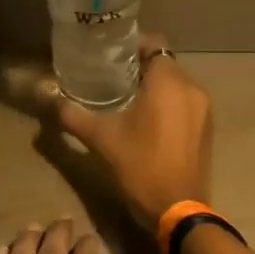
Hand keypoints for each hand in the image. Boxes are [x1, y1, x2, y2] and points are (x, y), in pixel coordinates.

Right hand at [55, 36, 213, 233]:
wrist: (178, 210)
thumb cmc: (139, 167)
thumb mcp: (100, 139)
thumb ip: (72, 115)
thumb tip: (47, 99)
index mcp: (169, 82)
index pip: (155, 43)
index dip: (133, 45)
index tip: (110, 57)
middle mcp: (192, 88)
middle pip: (165, 64)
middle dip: (140, 68)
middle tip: (111, 79)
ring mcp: (204, 110)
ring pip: (176, 85)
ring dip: (155, 88)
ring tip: (127, 101)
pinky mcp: (206, 129)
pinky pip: (185, 104)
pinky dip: (168, 105)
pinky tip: (147, 122)